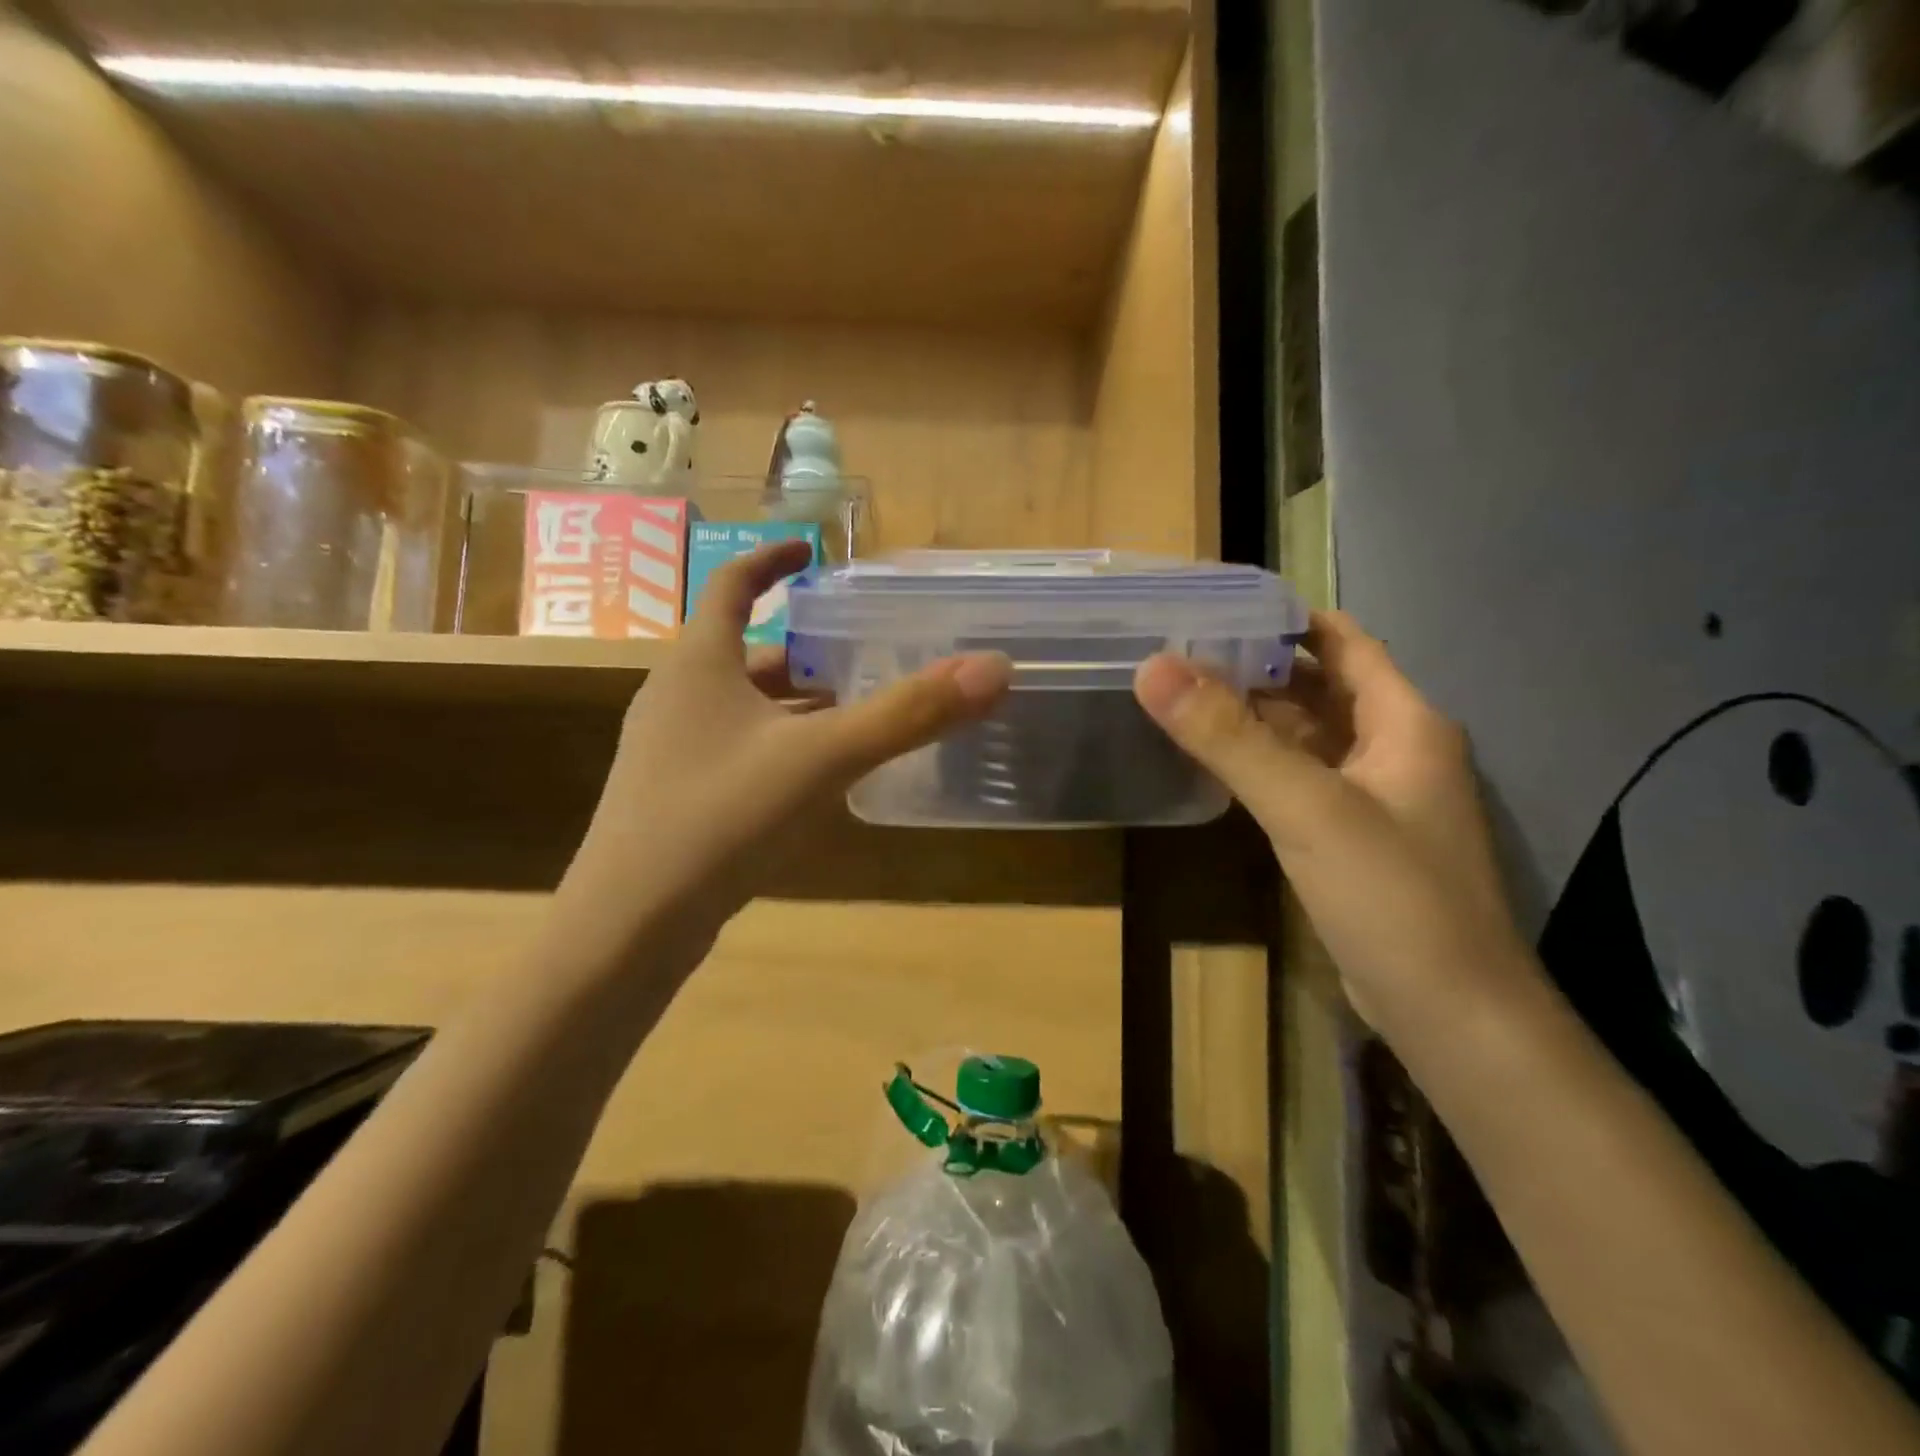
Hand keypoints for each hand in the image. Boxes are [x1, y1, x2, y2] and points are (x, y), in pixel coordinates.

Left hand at [560, 540, 1011, 957]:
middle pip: (745, 653)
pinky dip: (780, 748)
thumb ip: (909, 714)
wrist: (630, 925)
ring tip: (854, 715)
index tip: (810, 551)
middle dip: (805, 651)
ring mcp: (670, 752)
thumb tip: (994, 668)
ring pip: (744, 709)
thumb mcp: (825, 758)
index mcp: (698, 664)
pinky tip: (817, 780)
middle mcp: (676, 697)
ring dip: (795, 706)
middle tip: (862, 654)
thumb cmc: (721, 817)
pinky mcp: (675, 799)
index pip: (729, 584)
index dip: (770, 561)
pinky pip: (737, 752)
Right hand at [1133, 611, 1532, 1030]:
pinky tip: (1216, 761)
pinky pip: (1302, 780)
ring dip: (1256, 715)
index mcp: (1404, 722)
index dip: (1287, 618)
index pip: (1344, 642)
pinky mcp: (1353, 839)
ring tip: (1184, 695)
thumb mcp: (1306, 807)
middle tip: (1181, 650)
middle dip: (1258, 666)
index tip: (1217, 606)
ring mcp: (1375, 798)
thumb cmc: (1393, 896)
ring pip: (1309, 737)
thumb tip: (1153, 667)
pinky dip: (1262, 762)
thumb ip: (1229, 737)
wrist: (1450, 1014)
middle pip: (1322, 687)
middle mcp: (1395, 749)